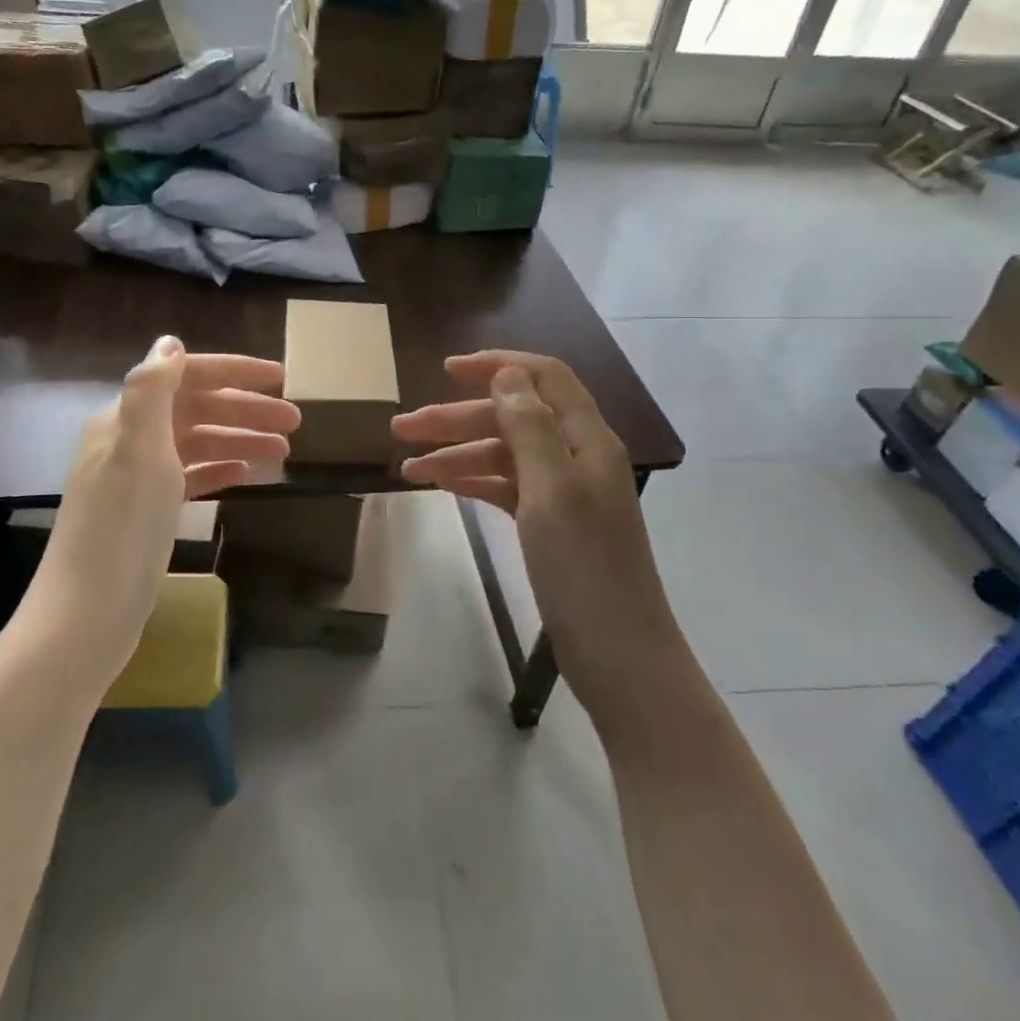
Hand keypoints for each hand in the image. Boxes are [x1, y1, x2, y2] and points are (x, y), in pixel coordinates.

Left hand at [38, 336, 297, 670]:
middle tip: (296, 422)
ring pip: (198, 444)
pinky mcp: (146, 512)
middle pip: (196, 410)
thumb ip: (151, 392)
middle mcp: (129, 440)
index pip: (186, 377)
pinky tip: (246, 473)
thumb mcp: (138, 452)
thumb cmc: (120, 529)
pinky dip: (219, 469)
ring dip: (239, 439)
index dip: (234, 373)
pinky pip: (190, 476)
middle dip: (246, 410)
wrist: (87, 615)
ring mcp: (137, 478)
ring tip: (284, 450)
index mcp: (124, 418)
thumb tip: (170, 342)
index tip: (281, 378)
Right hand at [393, 351, 676, 725]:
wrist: (618, 654)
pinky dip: (473, 482)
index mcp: (587, 439)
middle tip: (401, 428)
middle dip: (457, 417)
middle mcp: (576, 457)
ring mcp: (563, 493)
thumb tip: (507, 373)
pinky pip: (506, 488)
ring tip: (407, 468)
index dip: (497, 366)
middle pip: (512, 418)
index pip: (543, 378)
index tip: (446, 370)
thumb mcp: (552, 489)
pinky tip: (440, 486)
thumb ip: (529, 426)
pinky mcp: (551, 525)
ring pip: (504, 455)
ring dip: (457, 454)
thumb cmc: (584, 567)